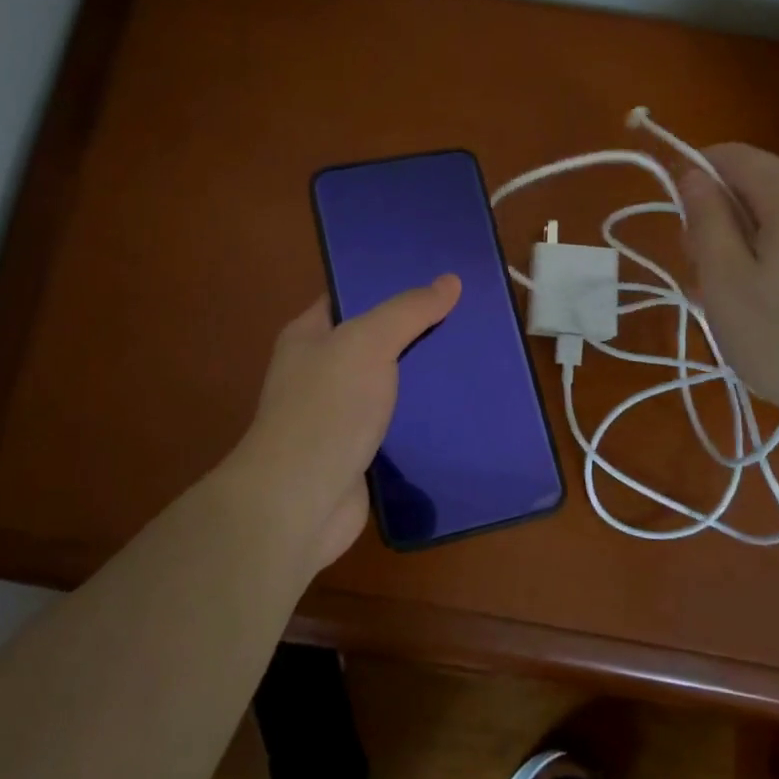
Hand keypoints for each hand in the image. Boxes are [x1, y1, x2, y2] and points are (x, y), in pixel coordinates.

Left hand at [234, 274, 461, 570]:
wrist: (301, 501)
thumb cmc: (327, 408)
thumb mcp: (367, 342)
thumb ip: (408, 311)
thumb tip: (450, 280)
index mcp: (309, 336)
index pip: (350, 297)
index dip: (389, 284)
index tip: (437, 278)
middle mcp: (320, 371)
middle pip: (376, 341)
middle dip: (418, 332)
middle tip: (469, 317)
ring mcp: (340, 414)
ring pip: (392, 385)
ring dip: (426, 378)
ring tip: (476, 359)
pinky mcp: (361, 451)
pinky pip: (399, 425)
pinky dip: (426, 419)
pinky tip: (463, 408)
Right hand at [680, 146, 778, 443]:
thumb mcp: (726, 283)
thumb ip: (705, 220)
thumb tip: (692, 173)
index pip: (733, 155)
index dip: (694, 175)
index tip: (678, 224)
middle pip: (760, 186)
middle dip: (721, 219)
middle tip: (704, 278)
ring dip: (749, 245)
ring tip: (737, 303)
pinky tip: (778, 309)